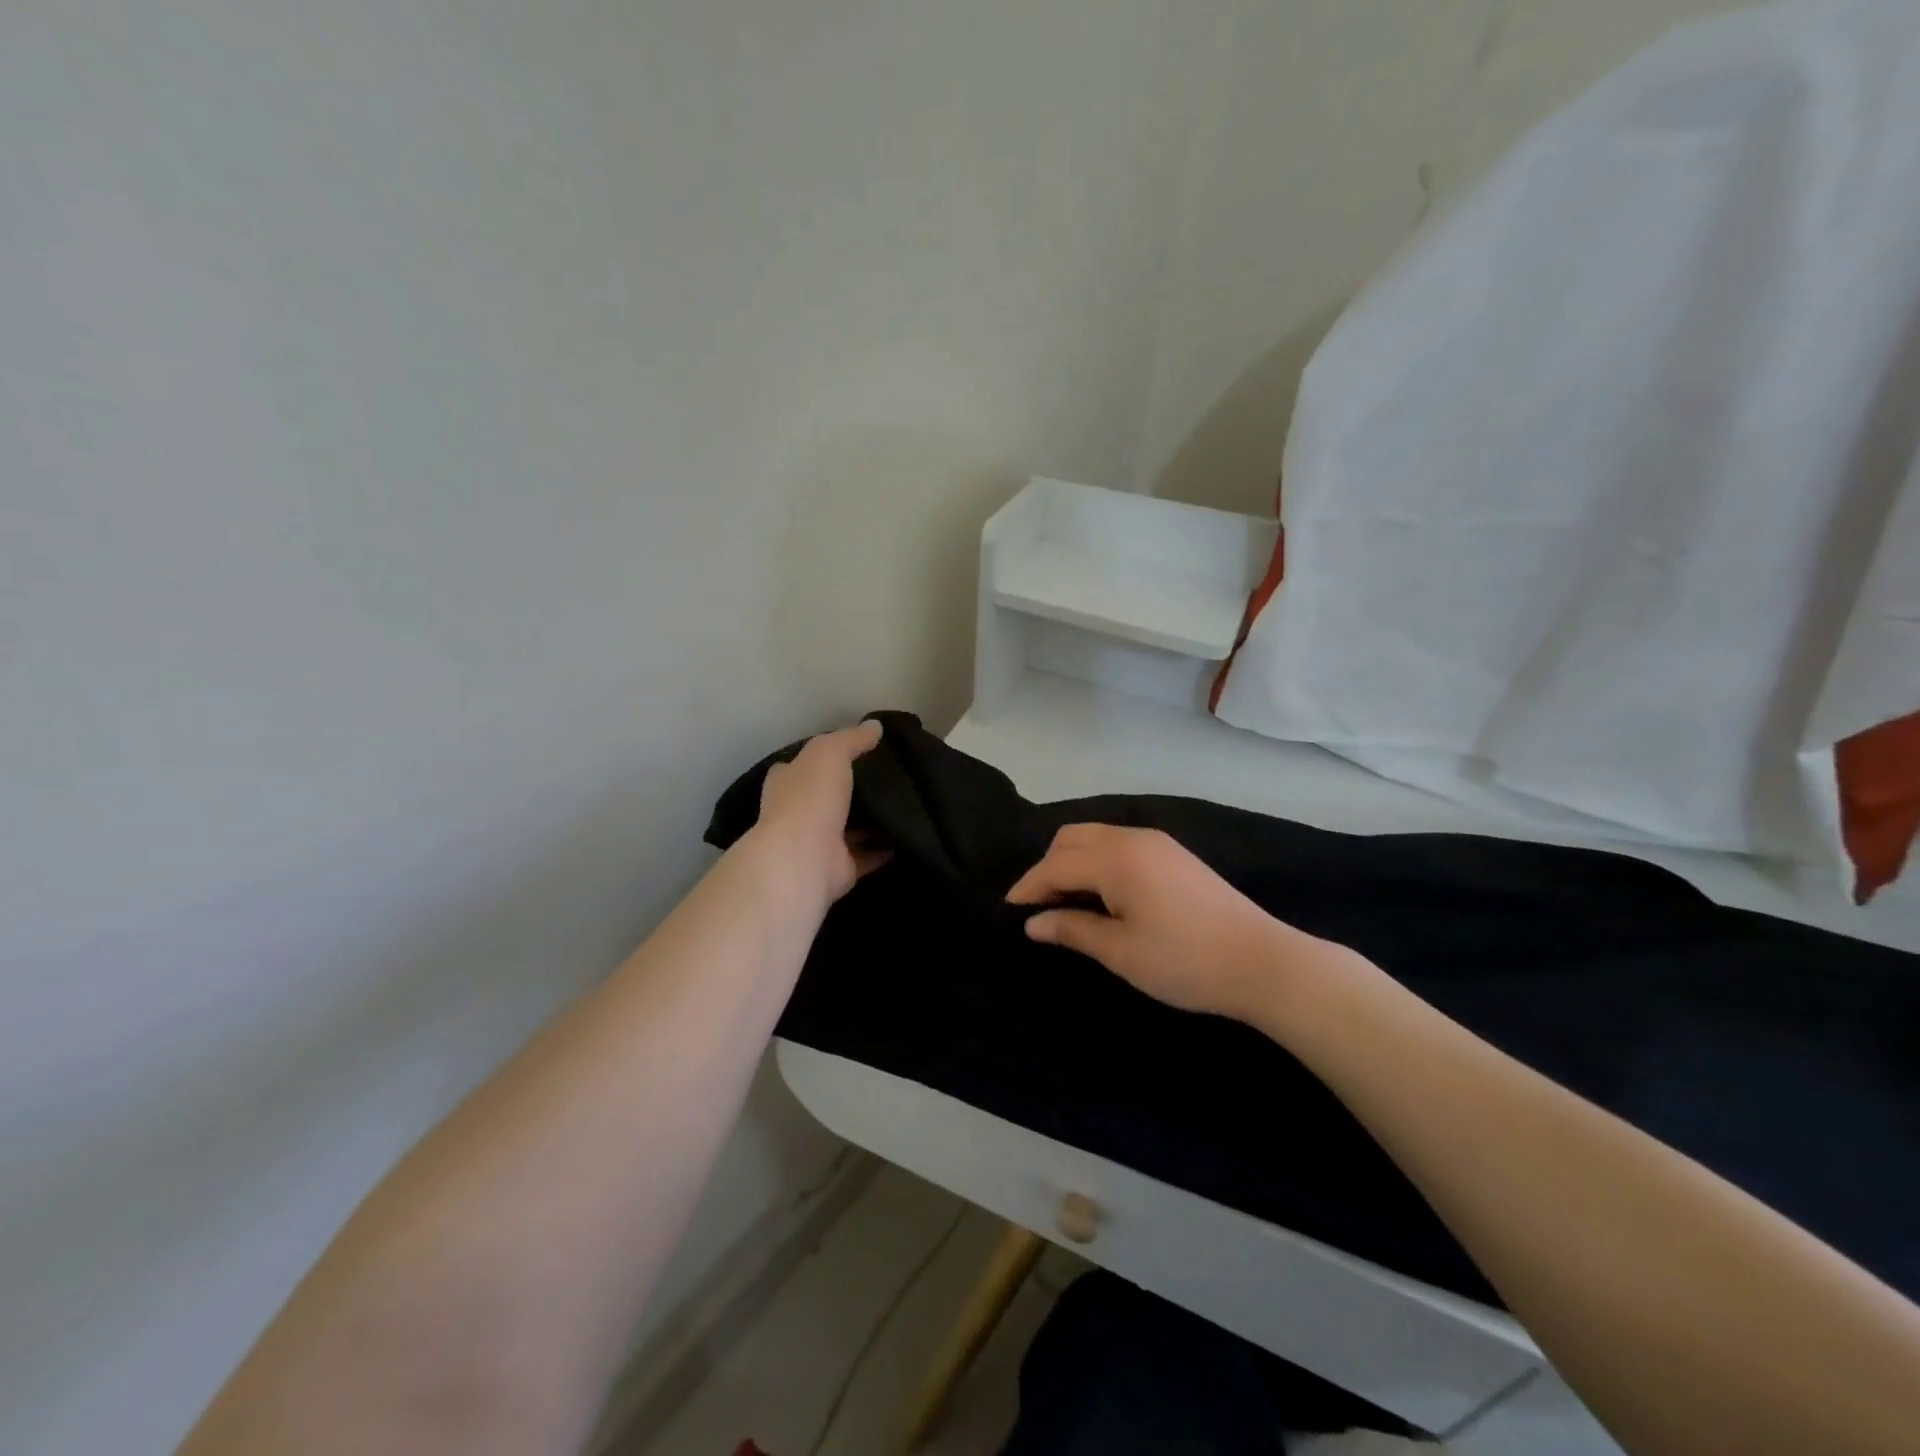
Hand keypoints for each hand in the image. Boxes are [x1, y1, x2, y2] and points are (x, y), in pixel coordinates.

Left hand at [751, 720, 889, 909]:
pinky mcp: (838, 868)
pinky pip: (865, 855)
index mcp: (788, 782)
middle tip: (888, 778)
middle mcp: (798, 812)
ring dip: (870, 822)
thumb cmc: (811, 797)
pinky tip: (905, 836)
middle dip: (851, 790)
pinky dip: (882, 849)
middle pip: (827, 797)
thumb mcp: (830, 752)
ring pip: (848, 828)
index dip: (823, 759)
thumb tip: (876, 726)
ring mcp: (817, 843)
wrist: (804, 857)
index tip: (855, 752)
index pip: (801, 765)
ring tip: (904, 805)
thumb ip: (852, 738)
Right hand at [1006, 823, 1337, 1022]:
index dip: (1029, 887)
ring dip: (1072, 861)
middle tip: (1038, 907)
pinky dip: (1097, 861)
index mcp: (1116, 858)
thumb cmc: (1185, 961)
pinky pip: (1119, 845)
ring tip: (1065, 901)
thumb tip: (1034, 923)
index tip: (1008, 910)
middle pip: (1072, 838)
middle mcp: (1133, 839)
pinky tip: (1101, 893)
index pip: (1056, 865)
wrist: (1263, 962)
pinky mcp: (1174, 855)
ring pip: (1096, 838)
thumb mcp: (1121, 952)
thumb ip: (1073, 930)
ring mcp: (1157, 843)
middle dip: (1047, 867)